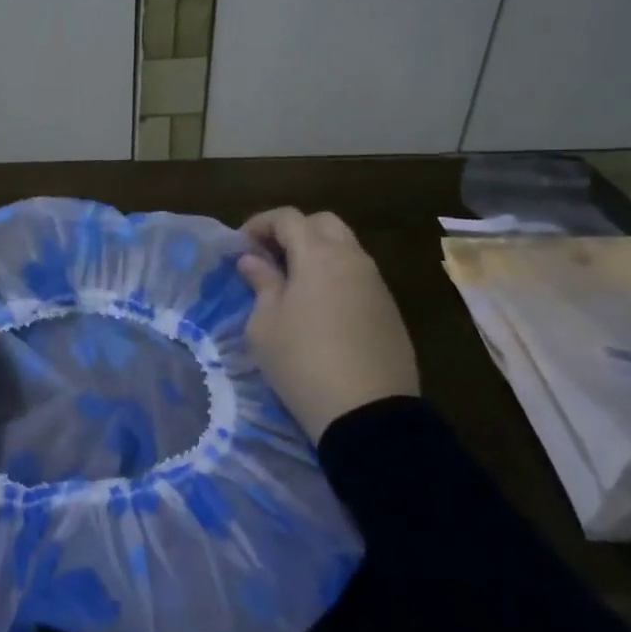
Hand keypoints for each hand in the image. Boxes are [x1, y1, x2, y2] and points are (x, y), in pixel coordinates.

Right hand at [238, 208, 419, 442]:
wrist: (368, 413)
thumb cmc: (302, 362)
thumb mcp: (265, 324)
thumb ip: (261, 284)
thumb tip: (253, 261)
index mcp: (319, 255)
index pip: (288, 218)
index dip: (261, 223)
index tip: (241, 245)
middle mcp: (353, 259)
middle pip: (323, 223)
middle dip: (293, 231)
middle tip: (269, 256)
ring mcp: (376, 284)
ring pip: (346, 248)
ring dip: (317, 253)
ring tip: (292, 282)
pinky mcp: (389, 310)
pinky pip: (359, 276)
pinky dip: (336, 276)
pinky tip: (320, 306)